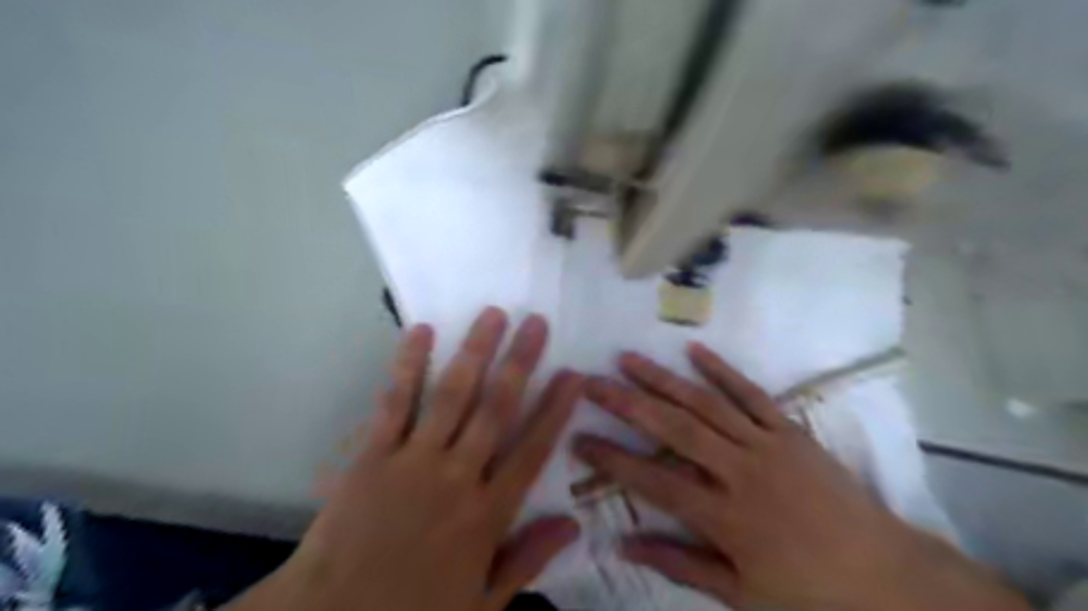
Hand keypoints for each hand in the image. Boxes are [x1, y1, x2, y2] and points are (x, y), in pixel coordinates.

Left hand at [231, 307, 587, 609]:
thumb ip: (527, 561)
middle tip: (536, 323)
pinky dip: (408, 365)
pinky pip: (394, 402)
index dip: (556, 409)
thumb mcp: (481, 606)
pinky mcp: (372, 454)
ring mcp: (413, 460)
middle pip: (496, 409)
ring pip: (452, 395)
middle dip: (520, 363)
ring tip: (493, 315)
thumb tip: (572, 525)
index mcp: (486, 515)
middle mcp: (456, 477)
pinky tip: (422, 332)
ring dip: (475, 352)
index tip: (573, 374)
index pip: (533, 450)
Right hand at [573, 343, 1029, 610]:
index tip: (579, 438)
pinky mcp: (789, 429)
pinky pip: (751, 393)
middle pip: (673, 429)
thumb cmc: (811, 592)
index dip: (613, 459)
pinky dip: (721, 370)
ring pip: (704, 403)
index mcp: (725, 517)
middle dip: (626, 403)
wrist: (888, 574)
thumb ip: (680, 564)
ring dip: (662, 378)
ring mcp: (766, 444)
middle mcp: (739, 471)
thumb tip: (625, 544)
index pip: (654, 480)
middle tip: (591, 382)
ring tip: (627, 358)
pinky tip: (693, 350)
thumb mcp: (741, 595)